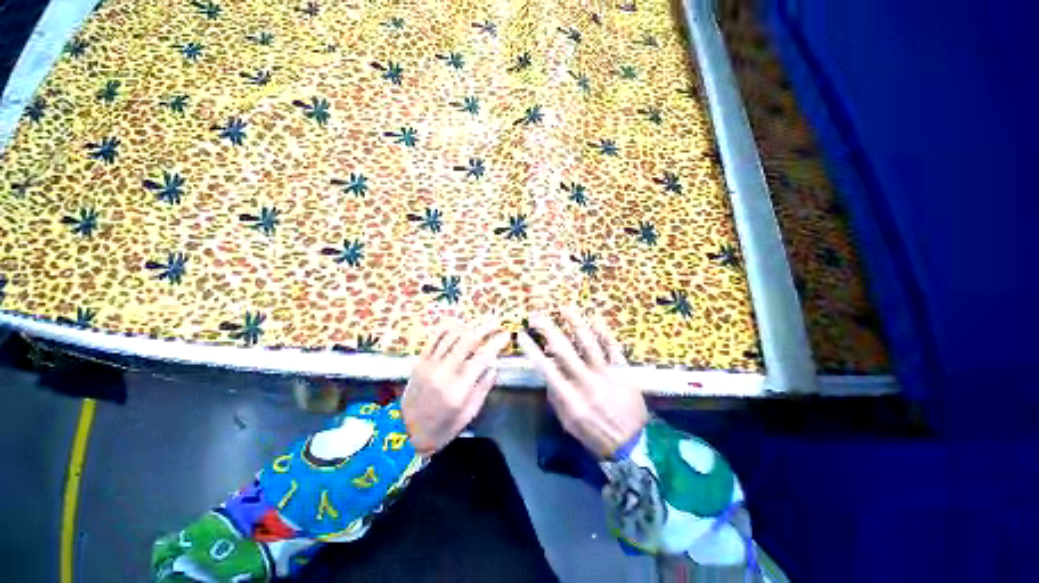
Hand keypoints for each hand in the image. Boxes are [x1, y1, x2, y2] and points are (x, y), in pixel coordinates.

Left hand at [402, 320, 510, 454]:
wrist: (409, 430)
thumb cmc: (443, 428)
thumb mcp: (468, 414)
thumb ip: (482, 389)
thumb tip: (494, 367)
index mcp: (458, 390)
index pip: (481, 359)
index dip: (495, 344)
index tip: (506, 335)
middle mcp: (443, 373)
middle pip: (466, 341)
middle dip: (484, 328)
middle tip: (496, 321)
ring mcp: (428, 365)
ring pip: (450, 336)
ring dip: (467, 326)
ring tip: (480, 322)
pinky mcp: (419, 362)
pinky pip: (434, 339)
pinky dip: (446, 329)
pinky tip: (457, 324)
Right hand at [517, 309, 648, 457]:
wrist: (628, 442)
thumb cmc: (594, 436)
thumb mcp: (568, 424)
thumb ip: (557, 400)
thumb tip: (549, 378)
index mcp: (570, 398)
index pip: (546, 368)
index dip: (532, 350)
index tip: (522, 335)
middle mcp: (586, 382)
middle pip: (564, 350)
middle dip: (548, 329)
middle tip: (537, 315)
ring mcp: (607, 375)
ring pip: (589, 343)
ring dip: (575, 323)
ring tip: (565, 308)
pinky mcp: (624, 372)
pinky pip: (613, 348)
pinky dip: (604, 333)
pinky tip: (595, 320)